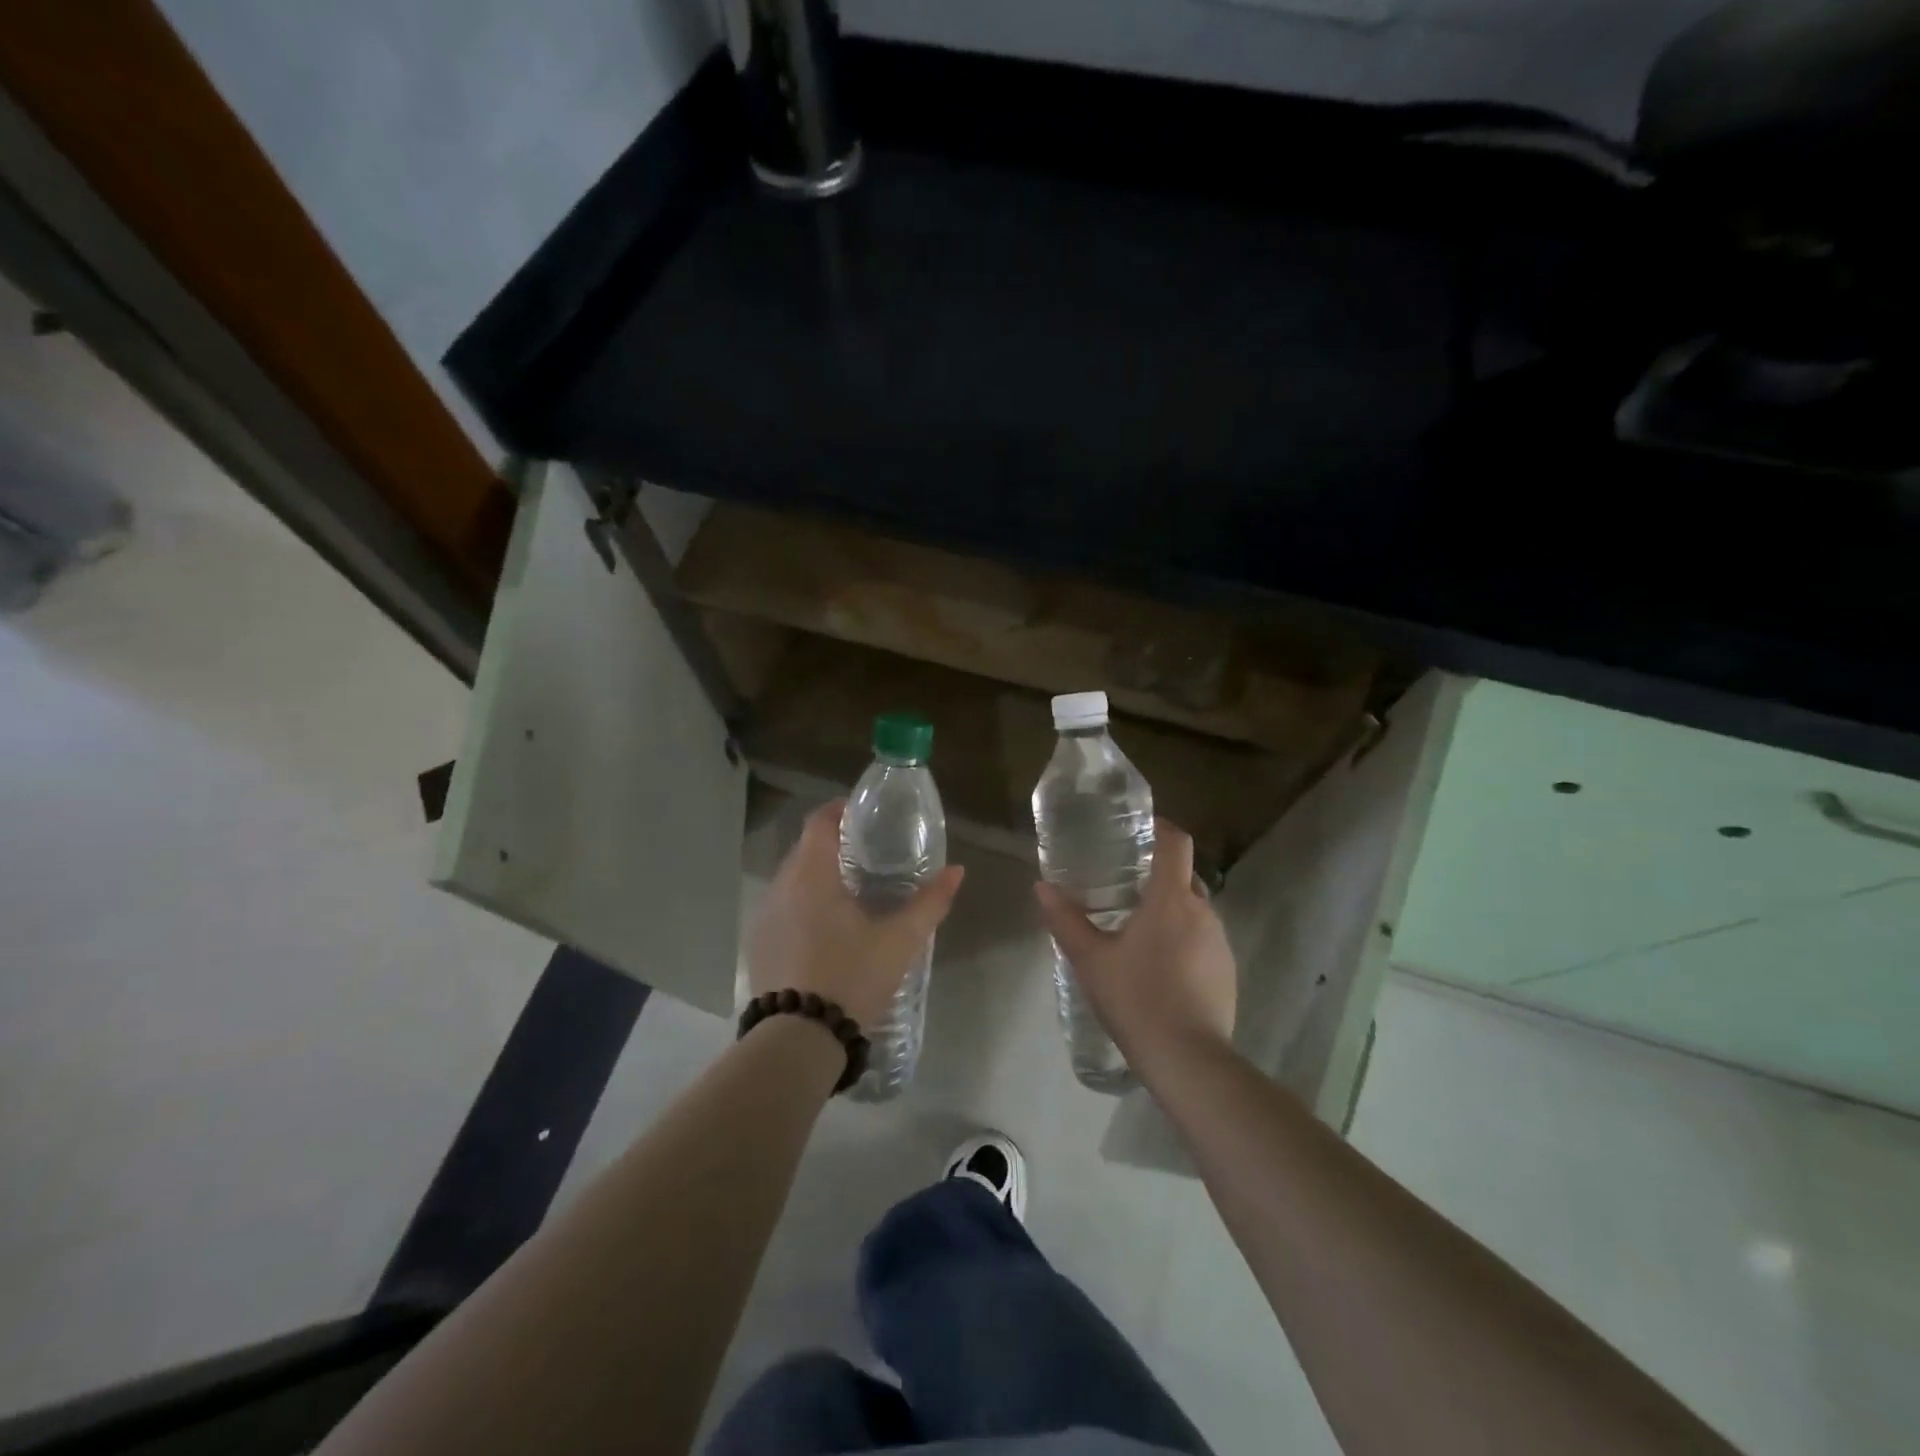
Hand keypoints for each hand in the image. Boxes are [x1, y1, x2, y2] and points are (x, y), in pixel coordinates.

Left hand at [747, 800, 964, 1028]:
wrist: (798, 1040)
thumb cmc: (851, 977)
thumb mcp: (900, 941)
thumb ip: (930, 902)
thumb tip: (956, 871)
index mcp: (812, 875)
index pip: (820, 822)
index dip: (841, 811)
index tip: (865, 815)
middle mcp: (781, 887)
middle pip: (805, 849)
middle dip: (834, 845)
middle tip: (868, 856)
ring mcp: (764, 917)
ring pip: (792, 881)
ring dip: (817, 878)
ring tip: (851, 894)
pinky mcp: (758, 945)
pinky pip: (782, 909)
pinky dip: (803, 906)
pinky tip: (826, 931)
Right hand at [1035, 819, 1236, 1073]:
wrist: (1189, 1061)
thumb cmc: (1137, 999)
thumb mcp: (1091, 960)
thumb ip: (1065, 920)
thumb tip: (1041, 887)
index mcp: (1171, 899)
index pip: (1176, 843)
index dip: (1160, 828)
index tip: (1138, 829)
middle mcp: (1203, 912)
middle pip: (1184, 874)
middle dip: (1158, 871)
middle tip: (1124, 881)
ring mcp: (1221, 942)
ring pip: (1194, 909)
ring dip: (1170, 908)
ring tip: (1137, 925)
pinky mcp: (1227, 971)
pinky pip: (1203, 938)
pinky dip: (1183, 937)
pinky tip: (1159, 965)